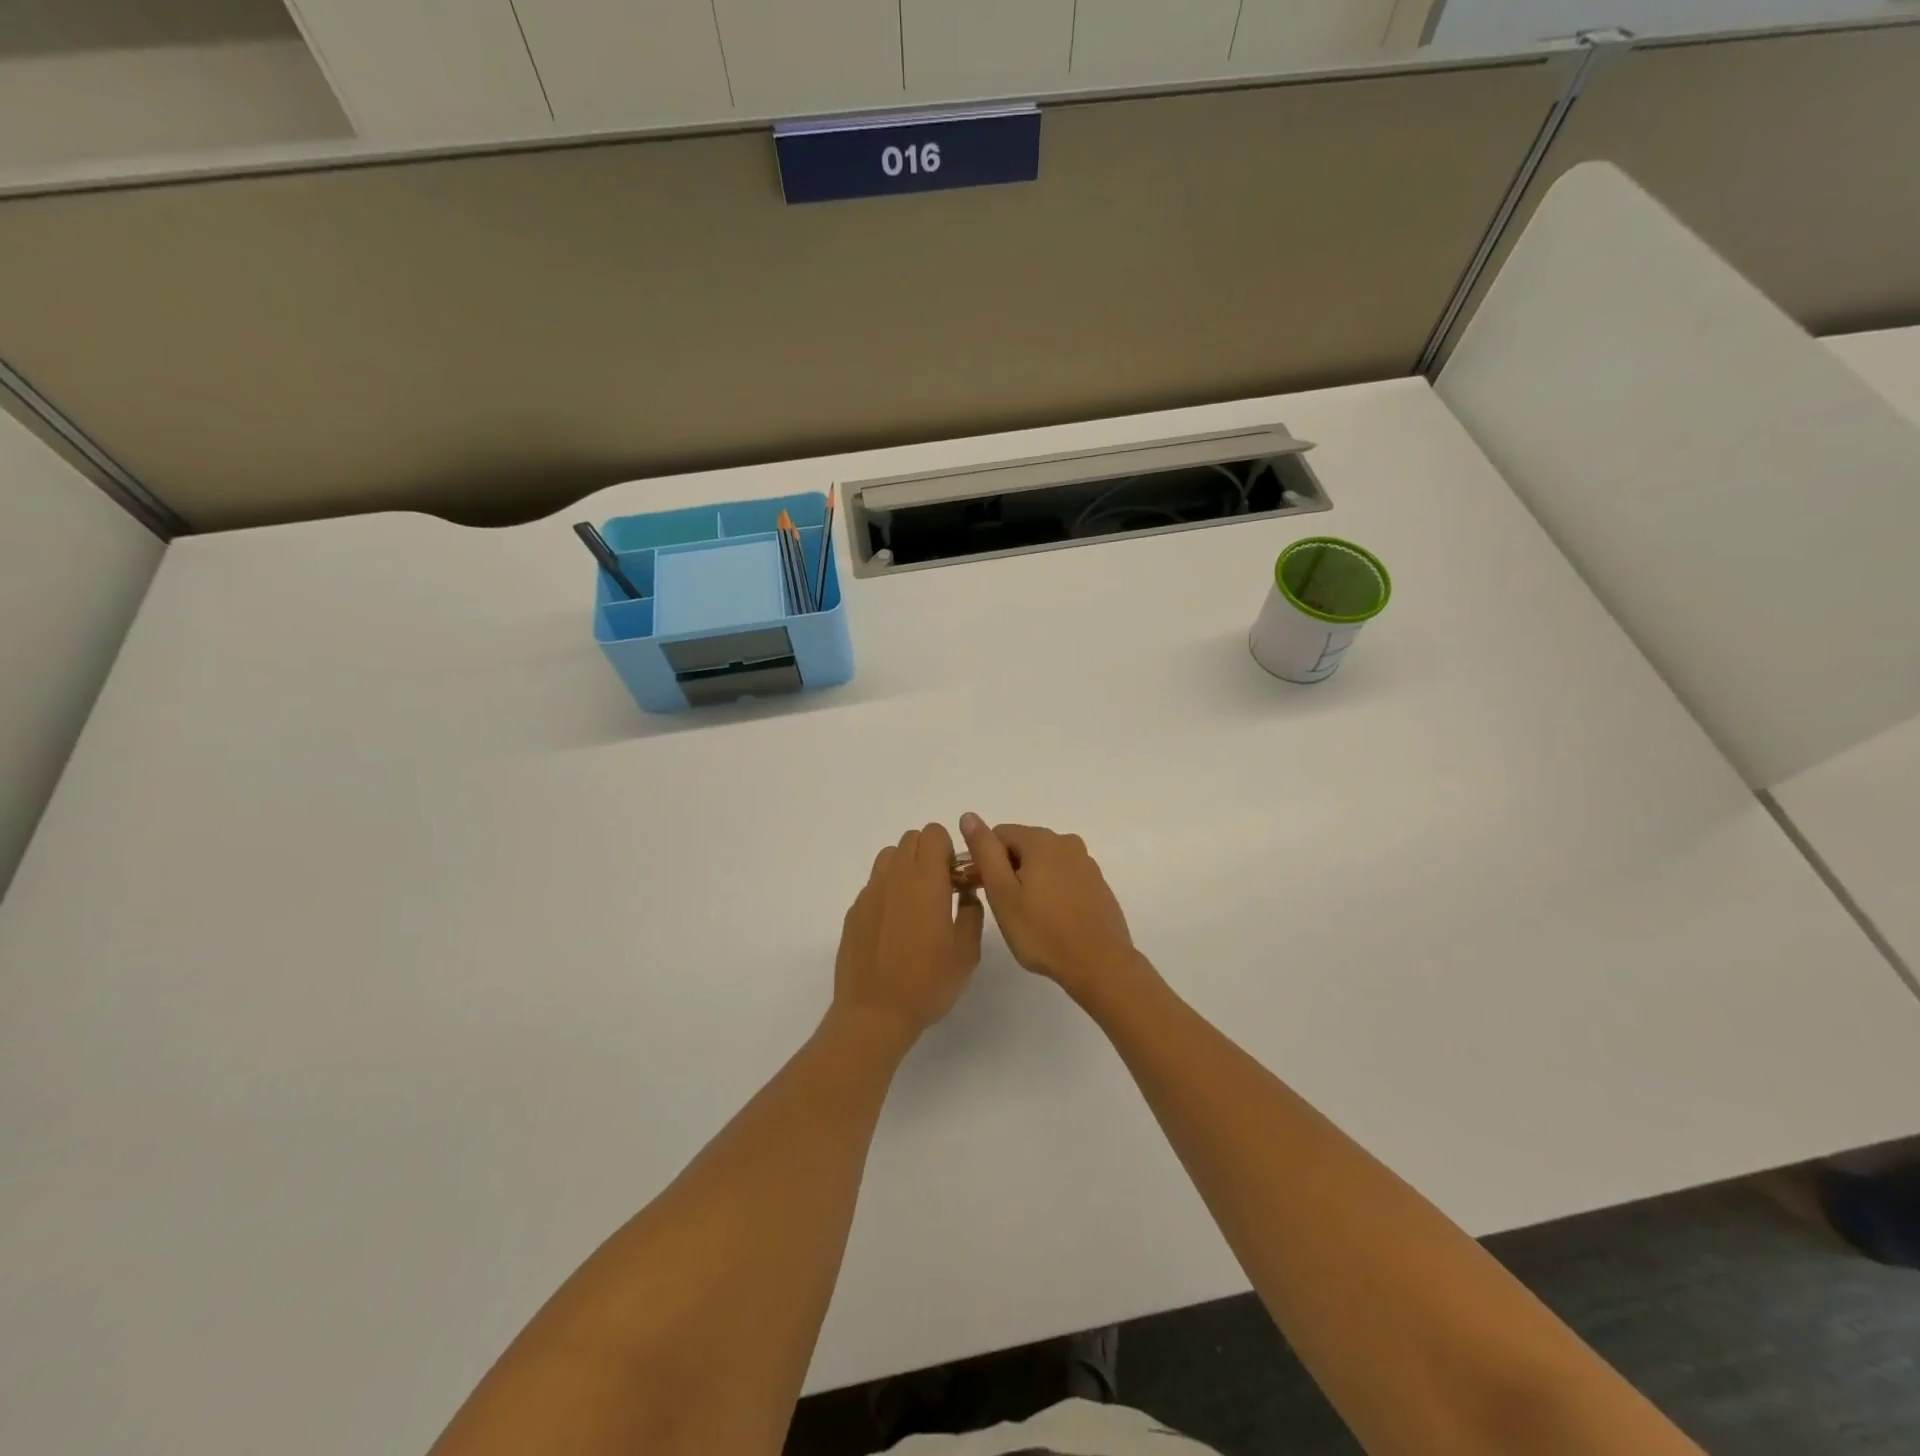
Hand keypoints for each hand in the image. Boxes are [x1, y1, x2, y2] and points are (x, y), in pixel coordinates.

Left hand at [834, 824, 982, 1044]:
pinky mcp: (854, 911)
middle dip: (929, 854)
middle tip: (940, 890)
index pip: (934, 834)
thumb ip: (972, 914)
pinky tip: (894, 927)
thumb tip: (967, 895)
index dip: (949, 850)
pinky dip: (888, 890)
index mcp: (926, 880)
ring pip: (890, 856)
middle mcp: (895, 877)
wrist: (874, 1013)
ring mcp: (870, 892)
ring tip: (916, 904)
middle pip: (911, 839)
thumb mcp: (967, 952)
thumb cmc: (927, 983)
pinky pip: (875, 884)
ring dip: (906, 867)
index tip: (956, 879)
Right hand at [959, 815, 1140, 999]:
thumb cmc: (1042, 931)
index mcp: (1041, 841)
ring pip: (1045, 862)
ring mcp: (1086, 863)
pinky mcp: (1097, 883)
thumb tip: (969, 816)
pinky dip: (1052, 890)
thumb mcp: (1002, 892)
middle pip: (1023, 845)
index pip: (999, 834)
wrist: (1100, 964)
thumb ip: (984, 851)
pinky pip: (1064, 876)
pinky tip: (1052, 919)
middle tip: (1005, 907)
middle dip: (1009, 869)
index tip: (984, 890)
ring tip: (1028, 916)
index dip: (985, 860)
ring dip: (1031, 880)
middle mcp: (1066, 842)